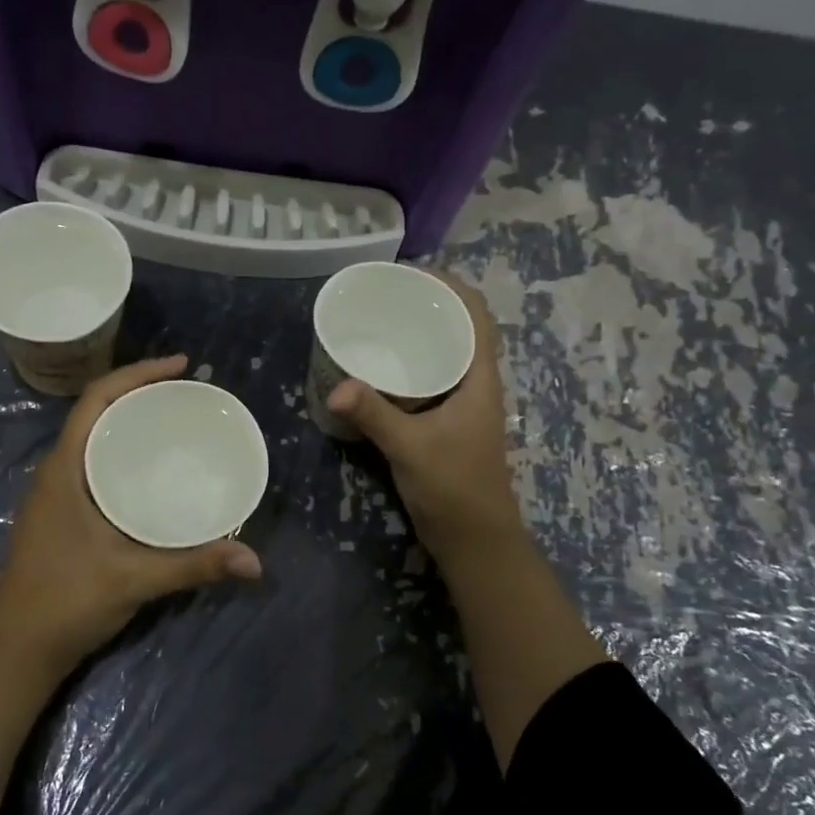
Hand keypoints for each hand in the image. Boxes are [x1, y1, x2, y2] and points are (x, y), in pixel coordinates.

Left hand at [0, 354, 263, 679]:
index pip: (97, 399)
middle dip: (140, 393)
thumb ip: (194, 565)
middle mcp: (57, 472)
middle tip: (188, 394)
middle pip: (98, 413)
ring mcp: (56, 495)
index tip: (181, 366)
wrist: (15, 652)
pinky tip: (154, 473)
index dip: (137, 373)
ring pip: (96, 439)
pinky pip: (96, 465)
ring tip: (176, 423)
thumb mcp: (133, 579)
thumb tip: (255, 561)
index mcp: (64, 469)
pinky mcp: (63, 516)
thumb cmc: (64, 603)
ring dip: (130, 423)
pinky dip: (125, 454)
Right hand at [327, 274, 526, 569]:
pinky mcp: (444, 424)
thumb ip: (375, 415)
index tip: (412, 273)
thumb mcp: (412, 447)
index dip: (451, 286)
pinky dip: (407, 366)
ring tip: (377, 321)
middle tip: (383, 294)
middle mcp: (474, 384)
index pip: (476, 315)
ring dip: (418, 335)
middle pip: (458, 328)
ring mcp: (460, 405)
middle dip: (427, 305)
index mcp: (479, 379)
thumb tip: (336, 385)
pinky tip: (376, 370)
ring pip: (443, 354)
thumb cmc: (455, 488)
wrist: (474, 541)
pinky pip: (427, 380)